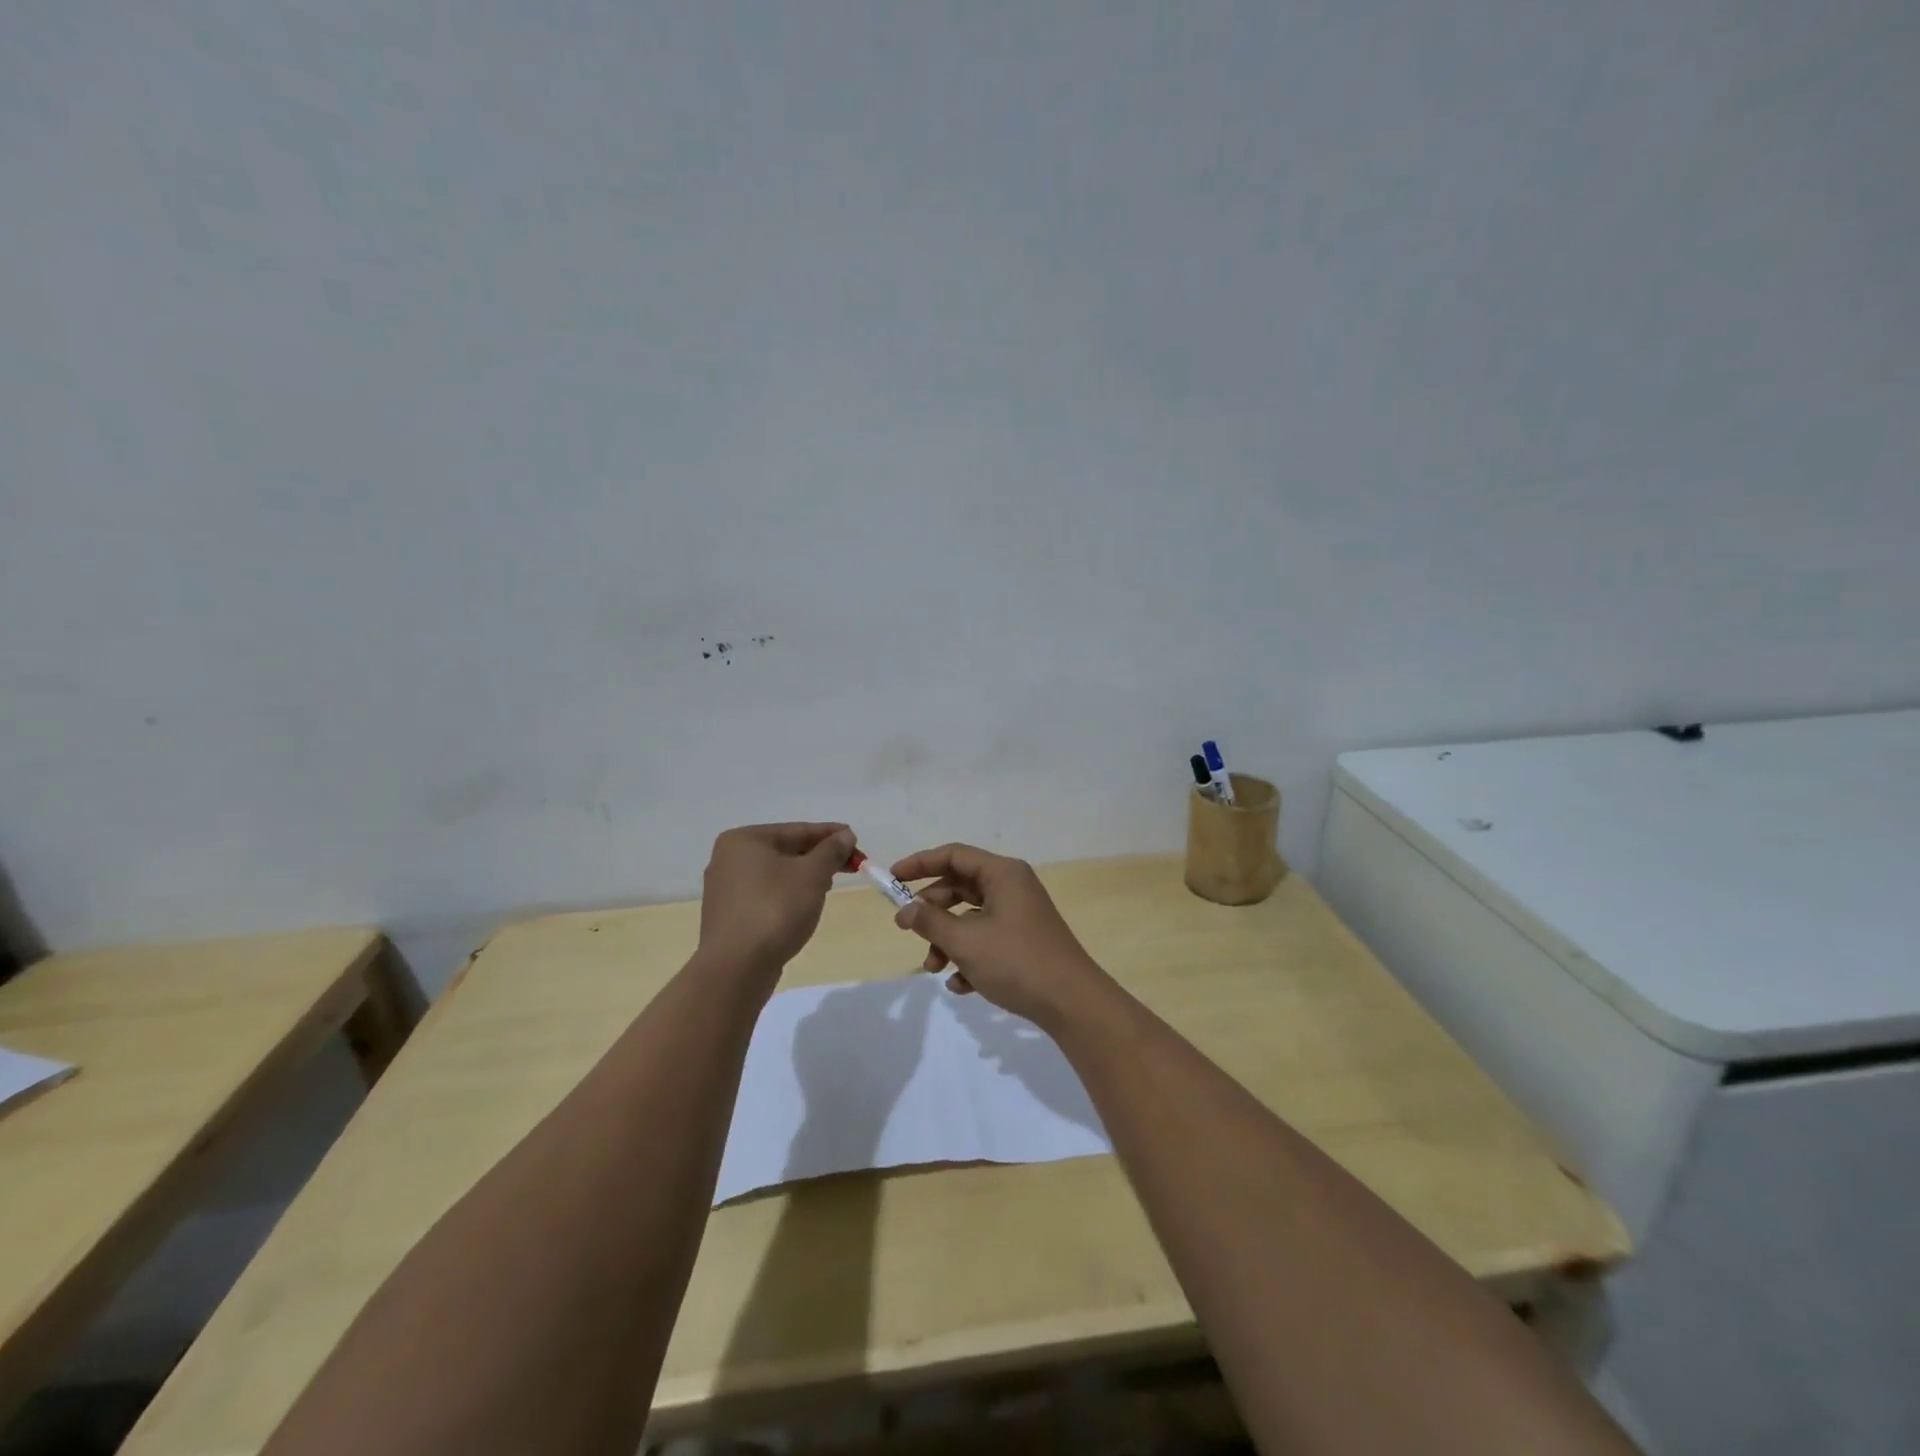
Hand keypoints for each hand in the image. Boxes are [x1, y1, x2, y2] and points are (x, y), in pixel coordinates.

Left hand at [698, 822, 854, 987]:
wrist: (736, 968)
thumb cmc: (775, 909)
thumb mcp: (812, 874)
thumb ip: (831, 851)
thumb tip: (845, 836)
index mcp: (744, 840)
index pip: (797, 830)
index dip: (831, 834)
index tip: (856, 841)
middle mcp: (728, 859)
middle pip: (785, 850)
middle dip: (819, 857)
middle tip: (850, 865)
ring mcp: (725, 889)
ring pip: (776, 874)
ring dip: (805, 876)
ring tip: (830, 886)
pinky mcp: (729, 916)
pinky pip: (766, 895)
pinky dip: (788, 895)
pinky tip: (805, 906)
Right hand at [889, 843, 1110, 1032]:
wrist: (1072, 1003)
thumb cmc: (1016, 961)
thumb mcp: (965, 941)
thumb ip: (930, 921)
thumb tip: (905, 911)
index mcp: (1003, 874)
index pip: (954, 855)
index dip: (920, 863)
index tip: (892, 879)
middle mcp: (1012, 887)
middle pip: (960, 886)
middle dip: (932, 911)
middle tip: (908, 929)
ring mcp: (1020, 915)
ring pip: (971, 917)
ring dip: (947, 940)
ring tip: (935, 968)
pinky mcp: (1024, 942)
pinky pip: (987, 940)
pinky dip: (969, 957)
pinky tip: (961, 986)